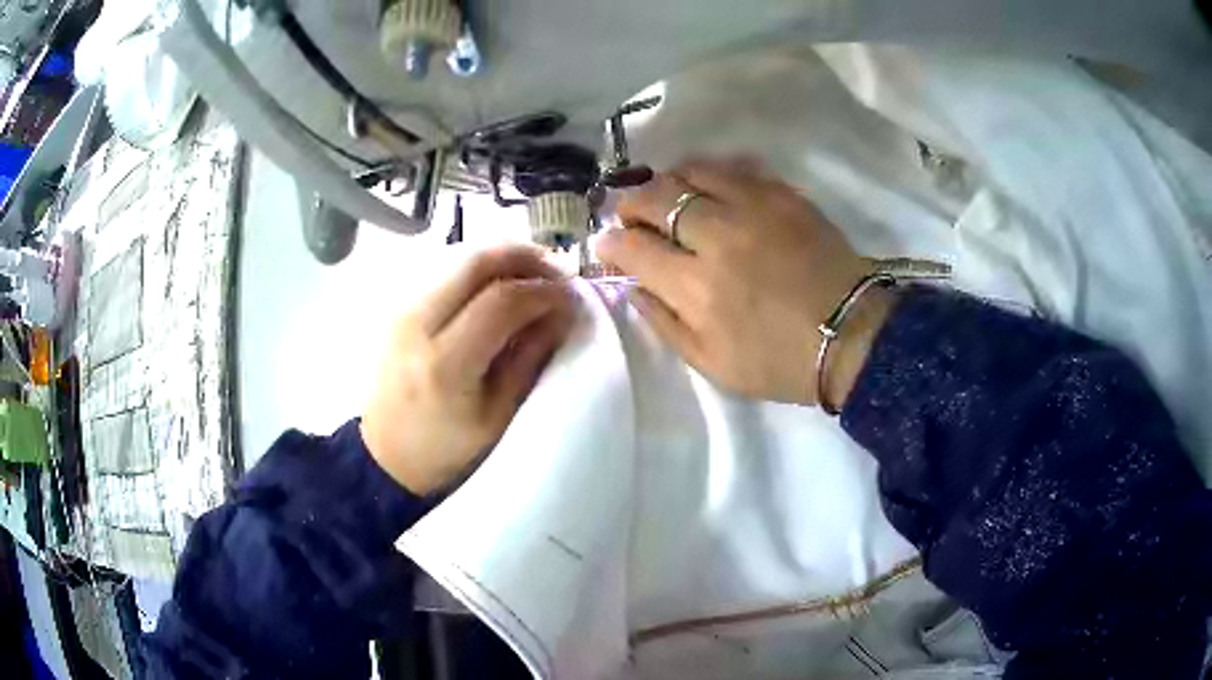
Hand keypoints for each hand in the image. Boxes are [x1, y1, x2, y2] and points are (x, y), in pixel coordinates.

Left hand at [361, 245, 574, 493]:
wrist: (385, 451)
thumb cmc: (445, 447)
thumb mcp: (497, 416)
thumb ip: (529, 359)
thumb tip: (562, 312)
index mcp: (444, 364)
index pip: (501, 301)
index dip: (543, 291)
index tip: (572, 296)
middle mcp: (416, 323)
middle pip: (475, 260)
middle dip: (525, 256)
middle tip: (558, 269)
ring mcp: (401, 308)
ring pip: (458, 255)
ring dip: (503, 256)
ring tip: (535, 274)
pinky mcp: (397, 304)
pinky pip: (443, 267)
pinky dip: (479, 266)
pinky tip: (501, 282)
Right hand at [595, 160, 892, 407]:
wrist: (851, 335)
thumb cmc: (780, 361)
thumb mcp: (713, 364)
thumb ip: (666, 325)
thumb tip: (633, 289)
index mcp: (697, 287)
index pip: (634, 248)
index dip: (611, 243)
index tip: (606, 244)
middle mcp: (718, 236)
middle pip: (656, 198)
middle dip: (630, 204)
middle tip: (630, 216)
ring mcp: (754, 208)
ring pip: (693, 172)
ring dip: (669, 181)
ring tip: (668, 196)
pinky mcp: (784, 196)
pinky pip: (736, 169)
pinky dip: (712, 173)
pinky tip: (710, 186)